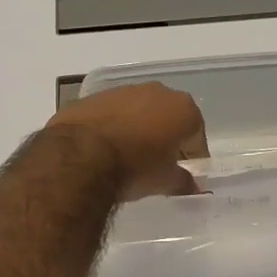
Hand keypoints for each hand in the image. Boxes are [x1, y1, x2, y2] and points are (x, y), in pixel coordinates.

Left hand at [45, 83, 208, 200]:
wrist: (80, 155)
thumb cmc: (135, 167)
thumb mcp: (165, 181)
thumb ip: (183, 181)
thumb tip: (193, 186)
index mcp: (182, 108)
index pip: (196, 134)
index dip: (193, 155)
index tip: (185, 172)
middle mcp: (157, 91)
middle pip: (168, 116)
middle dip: (166, 137)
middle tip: (159, 163)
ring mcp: (123, 91)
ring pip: (139, 111)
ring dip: (138, 129)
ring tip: (129, 156)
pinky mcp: (94, 97)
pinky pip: (112, 113)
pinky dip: (113, 126)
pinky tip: (104, 148)